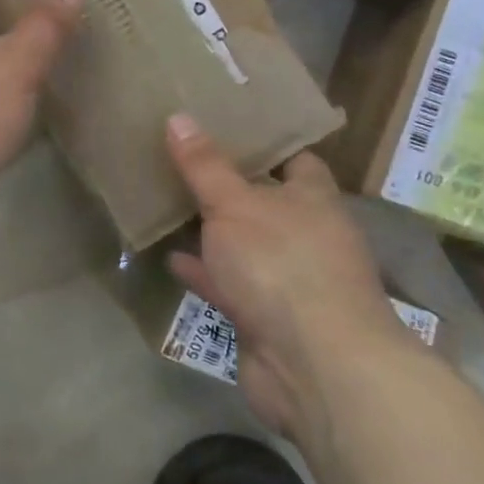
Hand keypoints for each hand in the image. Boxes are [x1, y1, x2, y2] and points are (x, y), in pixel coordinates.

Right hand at [164, 115, 415, 438]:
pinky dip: (204, 272)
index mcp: (313, 200)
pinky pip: (229, 283)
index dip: (264, 143)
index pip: (295, 159)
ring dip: (213, 231)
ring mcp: (287, 279)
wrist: (315, 366)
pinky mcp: (266, 317)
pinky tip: (171, 258)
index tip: (224, 125)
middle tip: (182, 159)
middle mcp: (306, 236)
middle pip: (265, 201)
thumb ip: (204, 165)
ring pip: (244, 244)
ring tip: (169, 204)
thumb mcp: (234, 204)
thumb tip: (178, 116)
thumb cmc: (281, 265)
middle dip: (228, 186)